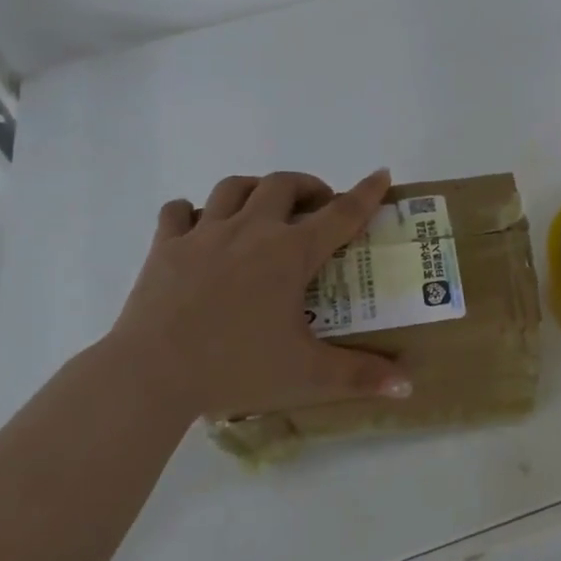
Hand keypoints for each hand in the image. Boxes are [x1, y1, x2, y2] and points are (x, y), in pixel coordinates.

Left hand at [101, 168, 410, 421]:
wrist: (152, 373)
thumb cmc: (236, 368)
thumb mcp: (307, 375)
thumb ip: (360, 376)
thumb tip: (408, 386)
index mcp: (290, 254)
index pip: (340, 213)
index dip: (366, 193)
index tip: (381, 174)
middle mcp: (250, 230)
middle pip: (283, 184)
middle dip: (307, 186)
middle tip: (317, 206)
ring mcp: (203, 234)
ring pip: (233, 187)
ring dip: (255, 189)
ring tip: (263, 207)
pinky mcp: (165, 247)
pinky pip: (178, 211)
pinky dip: (192, 211)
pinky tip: (198, 227)